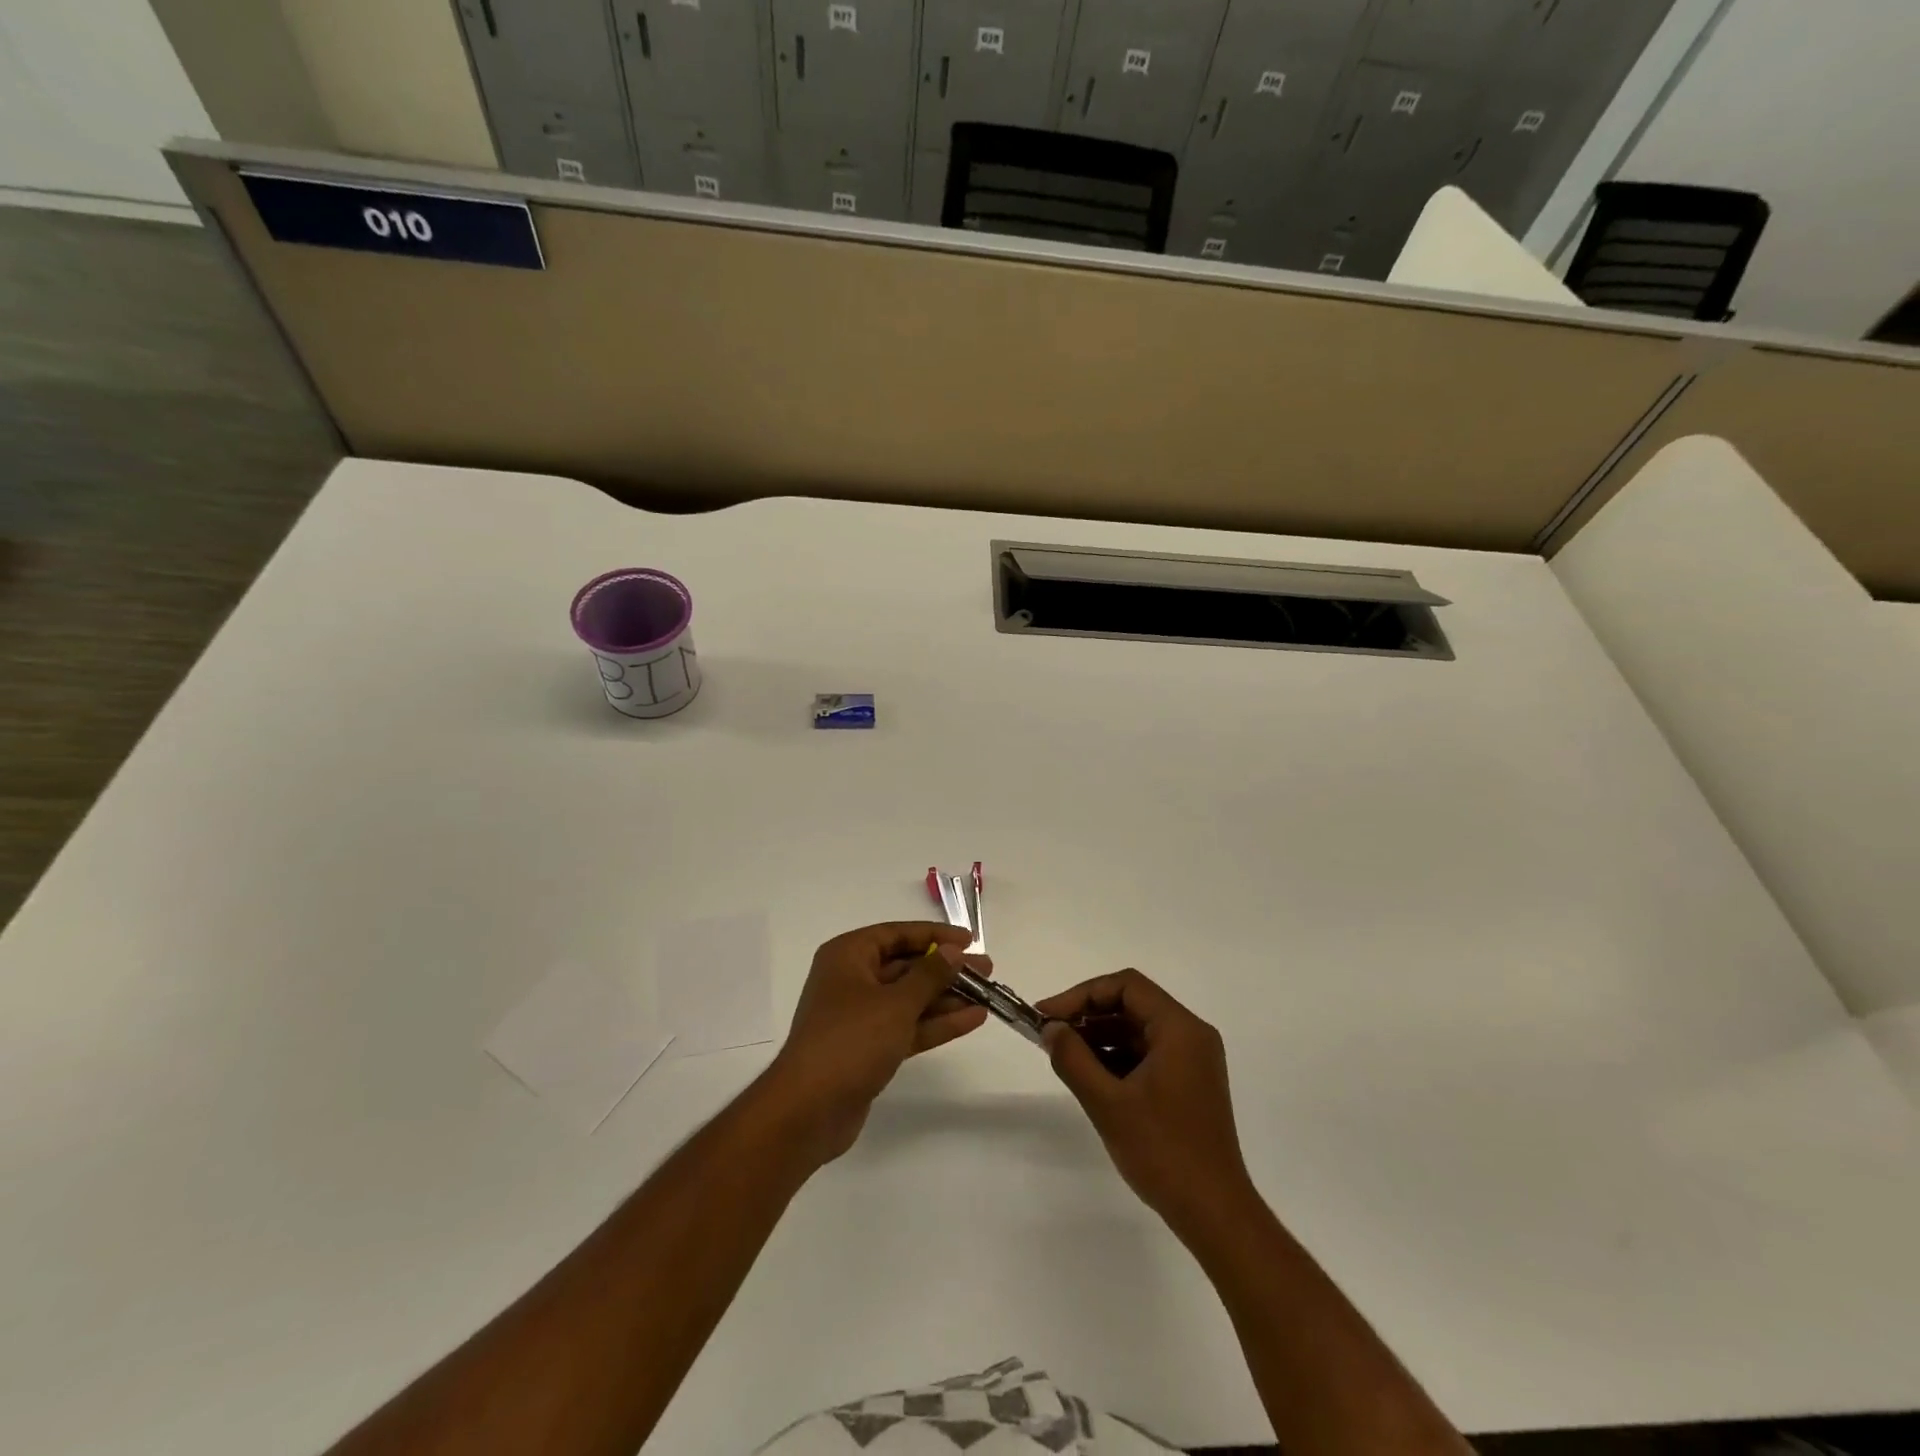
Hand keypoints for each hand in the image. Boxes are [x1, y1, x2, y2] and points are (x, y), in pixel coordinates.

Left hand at [761, 922, 988, 1166]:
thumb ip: (929, 975)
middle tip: (986, 970)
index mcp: (848, 956)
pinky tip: (973, 1019)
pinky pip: (908, 1026)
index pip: (896, 934)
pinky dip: (936, 1023)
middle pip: (906, 966)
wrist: (808, 1111)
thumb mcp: (895, 1003)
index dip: (934, 935)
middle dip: (946, 969)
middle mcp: (852, 979)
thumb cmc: (850, 1041)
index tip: (969, 941)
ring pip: (910, 998)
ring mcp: (860, 1016)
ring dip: (947, 998)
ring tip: (988, 996)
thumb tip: (953, 951)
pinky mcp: (869, 1048)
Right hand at [1038, 969, 1256, 1237]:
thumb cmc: (1163, 1152)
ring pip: (1138, 1030)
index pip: (1127, 986)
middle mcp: (1191, 1036)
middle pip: (1132, 1004)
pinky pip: (1147, 1054)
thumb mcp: (1108, 1103)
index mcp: (1180, 1029)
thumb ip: (1073, 1059)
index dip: (1082, 994)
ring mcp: (1192, 1061)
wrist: (1214, 1213)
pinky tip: (1089, 1074)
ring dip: (1099, 1036)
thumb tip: (1050, 1029)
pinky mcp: (1188, 1084)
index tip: (1048, 1014)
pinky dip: (1116, 1057)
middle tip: (1049, 1032)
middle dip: (1088, 1014)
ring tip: (1062, 1053)